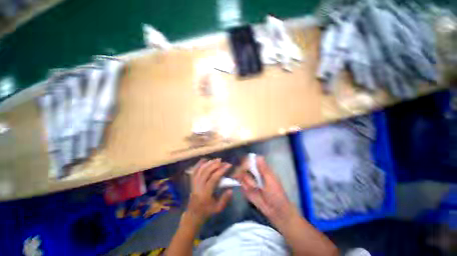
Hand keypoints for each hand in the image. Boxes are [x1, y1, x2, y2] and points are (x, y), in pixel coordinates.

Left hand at [186, 158, 232, 225]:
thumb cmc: (207, 211)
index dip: (221, 170)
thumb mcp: (218, 208)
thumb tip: (231, 189)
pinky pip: (194, 170)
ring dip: (209, 163)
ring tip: (217, 160)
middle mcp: (199, 186)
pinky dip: (199, 164)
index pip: (214, 178)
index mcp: (206, 193)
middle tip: (223, 161)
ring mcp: (194, 183)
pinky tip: (205, 160)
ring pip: (201, 169)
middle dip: (216, 165)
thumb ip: (225, 199)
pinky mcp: (192, 182)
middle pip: (207, 171)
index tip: (228, 165)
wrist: (193, 214)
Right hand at [236, 156, 293, 224]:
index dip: (246, 161)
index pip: (250, 161)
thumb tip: (258, 156)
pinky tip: (250, 191)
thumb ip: (263, 168)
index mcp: (261, 169)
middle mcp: (254, 173)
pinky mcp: (246, 189)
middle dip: (245, 173)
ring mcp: (249, 181)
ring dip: (247, 182)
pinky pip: (241, 185)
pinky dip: (245, 188)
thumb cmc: (276, 193)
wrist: (275, 211)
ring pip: (242, 177)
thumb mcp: (271, 180)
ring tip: (255, 188)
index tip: (244, 164)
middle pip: (243, 168)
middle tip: (251, 180)